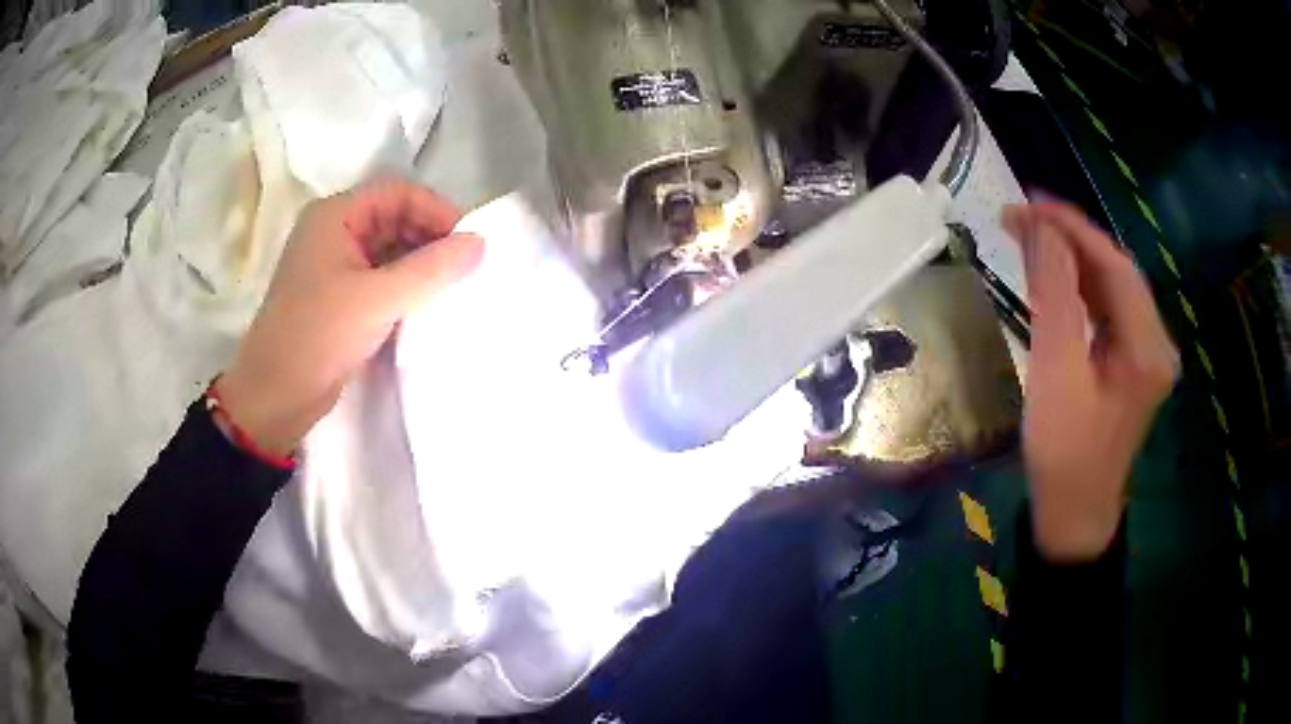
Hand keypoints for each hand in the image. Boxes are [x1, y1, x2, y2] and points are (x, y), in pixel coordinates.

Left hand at [216, 180, 483, 456]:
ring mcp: (334, 266)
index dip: (437, 212)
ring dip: (420, 267)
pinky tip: (427, 308)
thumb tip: (481, 242)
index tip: (469, 245)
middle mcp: (334, 232)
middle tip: (465, 271)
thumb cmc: (317, 336)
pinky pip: (380, 279)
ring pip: (390, 251)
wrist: (274, 398)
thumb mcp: (377, 299)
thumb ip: (431, 269)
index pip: (399, 194)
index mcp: (335, 215)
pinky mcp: (338, 298)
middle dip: (431, 240)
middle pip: (395, 219)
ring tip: (452, 290)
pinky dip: (405, 288)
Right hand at [1003, 203, 1177, 561]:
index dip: (1072, 228)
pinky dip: (1079, 285)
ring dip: (1072, 258)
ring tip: (1030, 237)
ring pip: (1111, 286)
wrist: (1074, 512)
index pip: (1114, 266)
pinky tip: (1054, 275)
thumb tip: (1042, 232)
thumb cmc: (1064, 454)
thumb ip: (1054, 298)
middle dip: (1070, 238)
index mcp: (1147, 348)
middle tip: (1020, 216)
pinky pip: (1108, 308)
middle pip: (1116, 271)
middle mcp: (1156, 342)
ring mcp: (1147, 351)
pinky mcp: (1133, 360)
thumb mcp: (1056, 376)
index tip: (1027, 203)